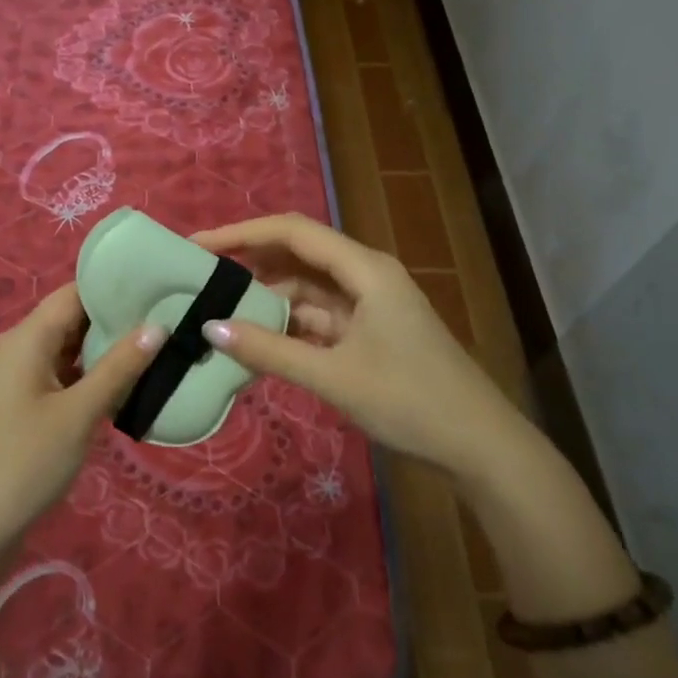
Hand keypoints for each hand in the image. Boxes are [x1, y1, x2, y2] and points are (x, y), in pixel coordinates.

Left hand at [0, 284, 159, 568]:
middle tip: (171, 317)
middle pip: (75, 318)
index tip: (159, 285)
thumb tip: (158, 326)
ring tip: (161, 344)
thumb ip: (119, 367)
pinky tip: (132, 382)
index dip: (115, 286)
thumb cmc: (25, 462)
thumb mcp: (79, 413)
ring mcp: (24, 377)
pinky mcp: (29, 404)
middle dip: (118, 318)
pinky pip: (67, 375)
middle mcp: (23, 347)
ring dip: (109, 349)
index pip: (75, 293)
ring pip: (73, 348)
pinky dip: (96, 376)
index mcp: (28, 337)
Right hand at [194, 214, 514, 472]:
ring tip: (221, 312)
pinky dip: (290, 326)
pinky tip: (259, 341)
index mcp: (364, 268)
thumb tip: (209, 328)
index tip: (198, 246)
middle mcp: (367, 275)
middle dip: (251, 263)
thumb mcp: (333, 376)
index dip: (241, 233)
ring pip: (308, 290)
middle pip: (299, 255)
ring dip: (270, 299)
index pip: (292, 232)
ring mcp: (371, 305)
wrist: (480, 446)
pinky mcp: (372, 333)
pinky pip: (321, 318)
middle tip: (201, 278)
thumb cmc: (410, 400)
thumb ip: (270, 350)